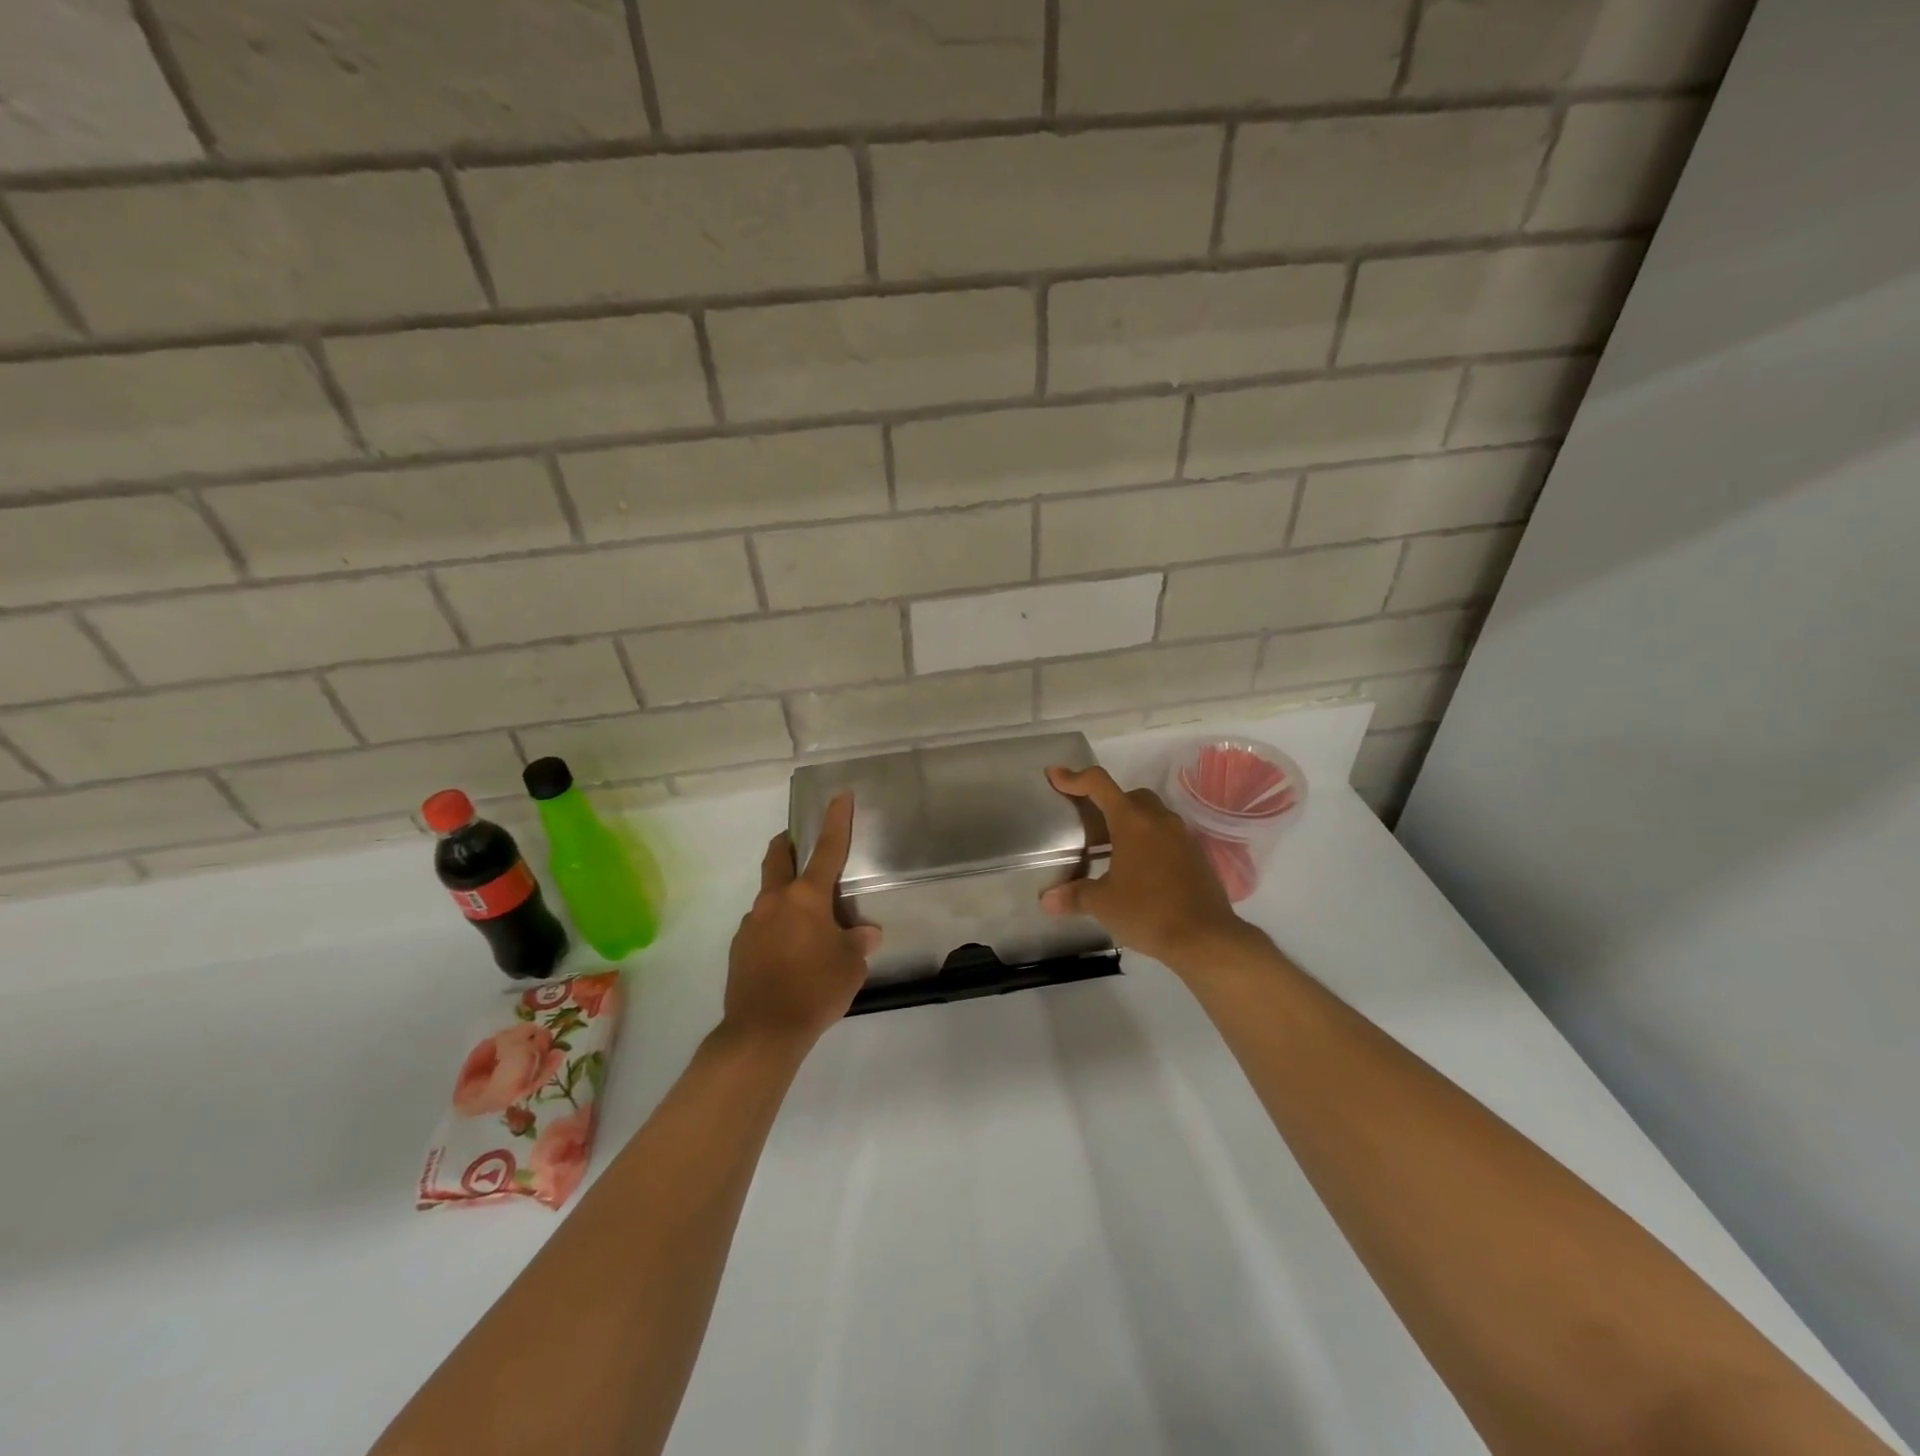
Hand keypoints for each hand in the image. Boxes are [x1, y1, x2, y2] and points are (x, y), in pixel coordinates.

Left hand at [724, 793, 880, 1052]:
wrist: (762, 1032)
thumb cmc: (816, 990)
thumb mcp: (850, 966)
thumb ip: (858, 942)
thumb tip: (865, 933)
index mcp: (807, 897)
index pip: (826, 848)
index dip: (836, 819)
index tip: (839, 795)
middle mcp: (775, 901)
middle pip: (779, 857)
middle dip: (789, 843)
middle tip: (800, 842)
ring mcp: (752, 923)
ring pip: (770, 895)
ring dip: (786, 896)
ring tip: (807, 925)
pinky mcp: (739, 947)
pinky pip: (761, 925)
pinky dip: (776, 926)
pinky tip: (789, 953)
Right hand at [1040, 765, 1264, 976]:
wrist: (1205, 938)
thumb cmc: (1147, 912)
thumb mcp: (1103, 904)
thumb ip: (1074, 896)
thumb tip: (1047, 901)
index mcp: (1132, 821)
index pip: (1099, 784)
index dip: (1074, 778)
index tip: (1055, 776)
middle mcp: (1159, 820)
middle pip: (1129, 796)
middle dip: (1106, 803)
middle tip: (1088, 826)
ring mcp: (1182, 836)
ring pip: (1151, 815)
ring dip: (1130, 823)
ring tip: (1111, 849)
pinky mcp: (1196, 855)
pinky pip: (1167, 836)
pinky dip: (1149, 841)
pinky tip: (1139, 870)